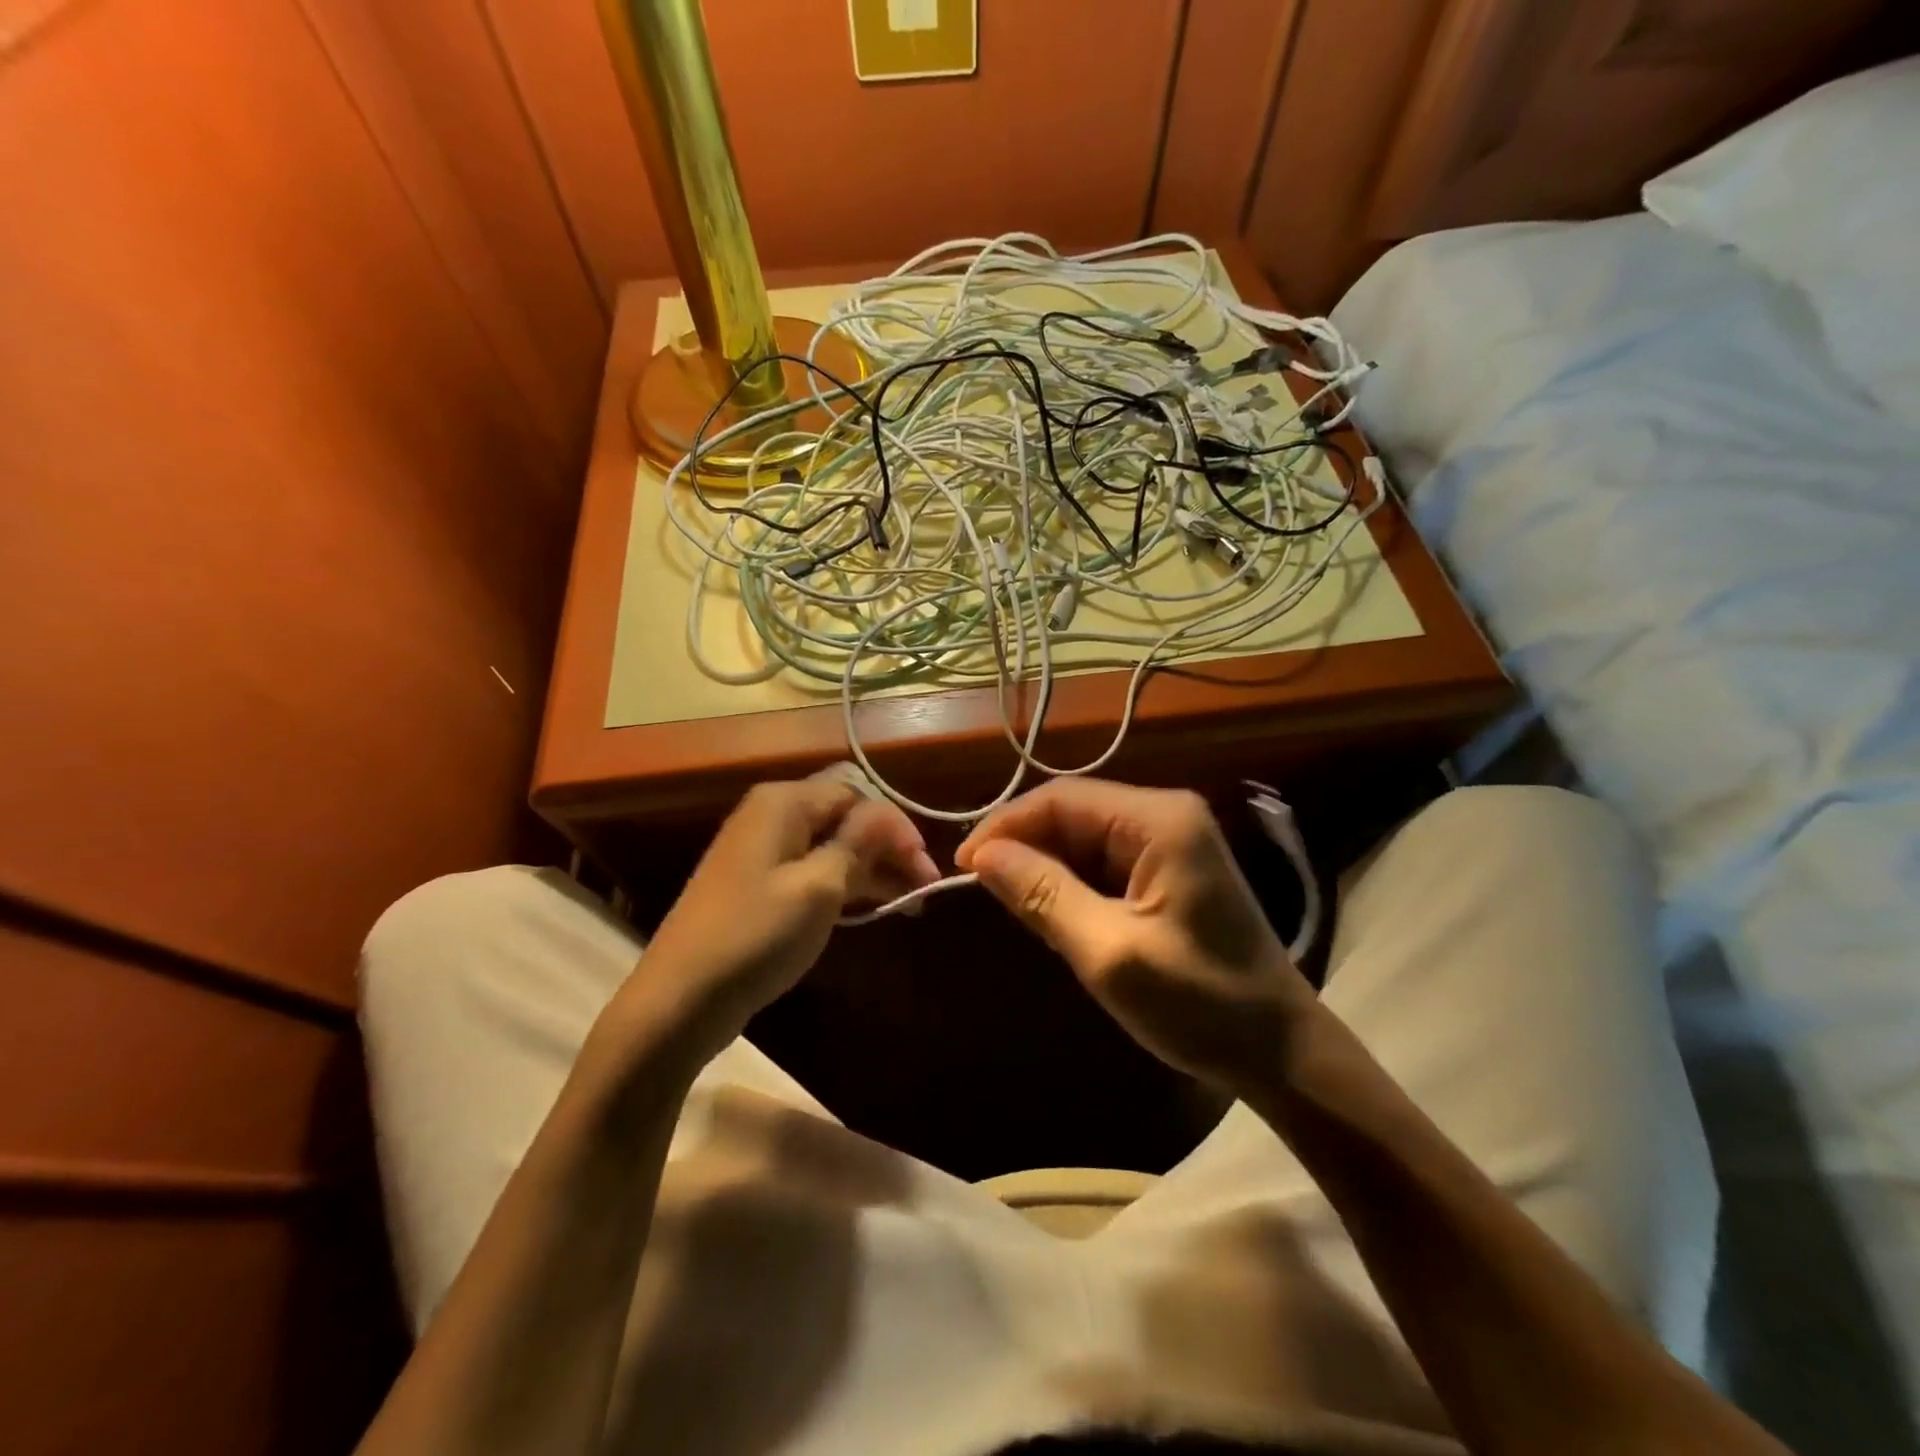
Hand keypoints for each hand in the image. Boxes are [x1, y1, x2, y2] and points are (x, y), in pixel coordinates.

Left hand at [616, 773, 938, 1060]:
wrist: (680, 998)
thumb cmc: (756, 935)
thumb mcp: (819, 887)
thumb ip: (859, 842)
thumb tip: (887, 814)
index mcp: (784, 803)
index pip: (856, 796)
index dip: (895, 828)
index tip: (925, 869)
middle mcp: (772, 816)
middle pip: (845, 819)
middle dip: (888, 849)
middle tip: (924, 889)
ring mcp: (763, 851)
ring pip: (832, 847)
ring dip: (872, 869)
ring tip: (909, 903)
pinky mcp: (759, 885)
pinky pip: (813, 870)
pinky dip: (845, 885)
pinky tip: (872, 907)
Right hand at [956, 779, 1315, 1089]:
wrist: (1280, 1052)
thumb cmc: (1199, 1004)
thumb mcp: (1109, 952)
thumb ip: (1043, 895)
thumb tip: (981, 854)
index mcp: (1159, 821)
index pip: (1061, 799)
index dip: (1005, 826)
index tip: (961, 867)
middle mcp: (1165, 815)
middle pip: (1072, 812)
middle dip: (1023, 846)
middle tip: (980, 892)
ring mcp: (1170, 841)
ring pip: (1083, 837)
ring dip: (1044, 867)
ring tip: (1012, 906)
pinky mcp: (1168, 870)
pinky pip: (1102, 861)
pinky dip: (1070, 883)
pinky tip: (1052, 913)